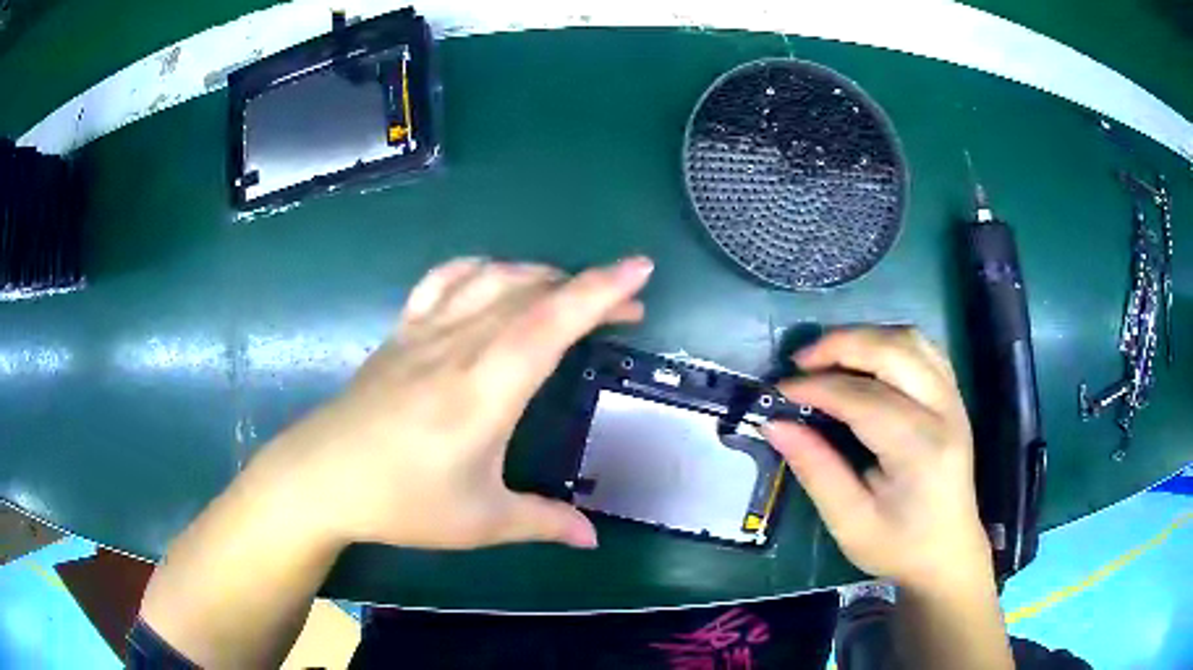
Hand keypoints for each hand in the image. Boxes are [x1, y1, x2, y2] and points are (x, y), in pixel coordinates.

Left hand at [244, 256, 653, 550]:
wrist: (320, 478)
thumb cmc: (400, 503)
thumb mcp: (479, 522)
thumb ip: (543, 522)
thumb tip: (594, 537)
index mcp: (485, 389)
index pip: (552, 322)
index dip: (600, 290)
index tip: (640, 269)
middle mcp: (458, 345)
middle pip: (531, 292)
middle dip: (587, 289)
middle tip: (625, 308)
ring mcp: (425, 332)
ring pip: (492, 277)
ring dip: (539, 275)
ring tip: (568, 293)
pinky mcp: (401, 332)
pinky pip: (443, 280)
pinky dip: (478, 269)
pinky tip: (492, 279)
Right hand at [763, 326, 991, 589]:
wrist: (948, 553)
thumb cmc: (899, 547)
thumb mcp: (850, 522)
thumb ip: (816, 470)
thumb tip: (775, 425)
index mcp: (920, 450)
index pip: (865, 399)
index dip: (818, 388)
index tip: (779, 390)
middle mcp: (944, 412)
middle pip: (894, 352)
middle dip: (841, 346)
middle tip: (800, 362)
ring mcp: (954, 399)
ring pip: (911, 340)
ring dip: (866, 338)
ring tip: (828, 357)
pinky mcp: (953, 397)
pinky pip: (923, 349)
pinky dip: (889, 343)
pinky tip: (865, 360)